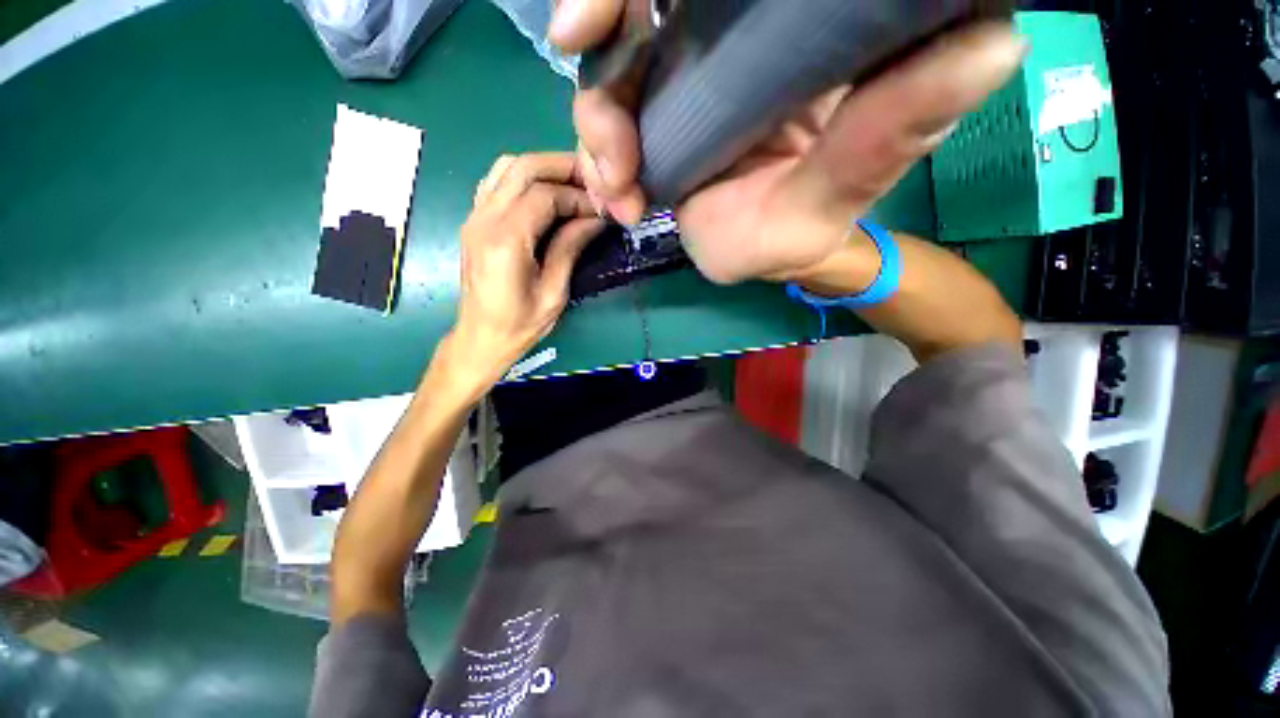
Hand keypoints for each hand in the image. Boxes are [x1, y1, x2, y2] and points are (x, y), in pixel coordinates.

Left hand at [440, 153, 603, 393]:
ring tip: (573, 185)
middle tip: (593, 182)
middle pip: (523, 167)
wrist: (480, 337)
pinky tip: (545, 195)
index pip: (544, 194)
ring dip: (543, 168)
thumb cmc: (520, 325)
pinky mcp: (474, 221)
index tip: (602, 208)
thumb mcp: (554, 293)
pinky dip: (524, 178)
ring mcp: (474, 217)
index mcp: (505, 241)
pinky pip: (497, 182)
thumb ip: (569, 249)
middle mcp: (484, 219)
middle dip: (562, 167)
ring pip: (507, 167)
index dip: (578, 196)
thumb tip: (594, 219)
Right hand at [550, 3, 1025, 283]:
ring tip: (621, 195)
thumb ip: (891, 128)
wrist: (764, 255)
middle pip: (639, 7)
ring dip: (597, 132)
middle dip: (603, 56)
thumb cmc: (803, 230)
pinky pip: (603, 118)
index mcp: (786, 33)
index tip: (595, 24)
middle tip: (611, 145)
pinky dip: (597, 159)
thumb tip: (994, 39)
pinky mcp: (656, 117)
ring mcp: (682, 78)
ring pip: (608, 68)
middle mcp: (726, 39)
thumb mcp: (840, 190)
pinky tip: (618, 204)